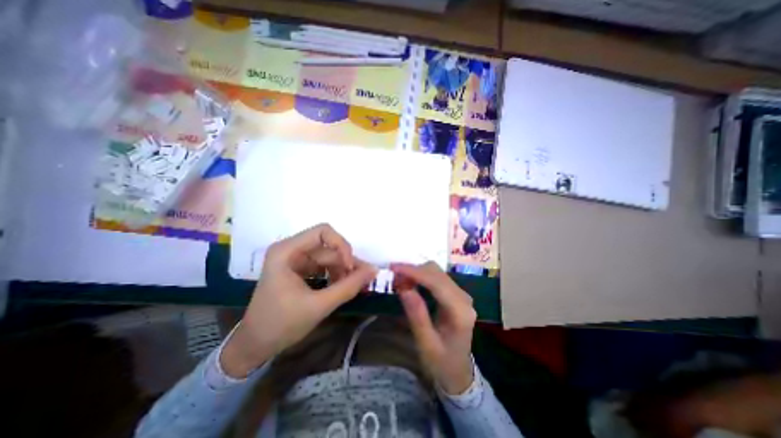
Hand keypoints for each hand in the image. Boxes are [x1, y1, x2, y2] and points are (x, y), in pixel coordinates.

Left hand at [220, 225, 378, 377]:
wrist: (255, 346)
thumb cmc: (281, 324)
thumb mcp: (319, 305)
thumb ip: (349, 286)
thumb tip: (374, 270)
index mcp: (286, 251)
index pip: (322, 232)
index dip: (341, 245)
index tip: (351, 266)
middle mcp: (291, 250)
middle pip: (328, 247)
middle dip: (345, 262)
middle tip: (361, 279)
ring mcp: (295, 259)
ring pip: (328, 256)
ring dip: (343, 270)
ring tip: (352, 286)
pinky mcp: (300, 269)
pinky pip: (324, 266)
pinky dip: (336, 274)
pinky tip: (342, 287)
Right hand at [393, 262, 478, 395]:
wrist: (458, 372)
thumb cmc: (441, 363)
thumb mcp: (426, 344)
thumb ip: (417, 315)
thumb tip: (403, 287)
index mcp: (460, 312)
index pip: (436, 283)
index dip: (414, 272)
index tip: (394, 268)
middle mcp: (463, 298)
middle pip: (437, 273)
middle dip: (413, 270)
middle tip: (393, 276)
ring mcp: (460, 294)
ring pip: (436, 272)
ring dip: (416, 272)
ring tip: (399, 279)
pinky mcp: (454, 294)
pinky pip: (436, 277)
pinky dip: (421, 276)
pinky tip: (410, 281)